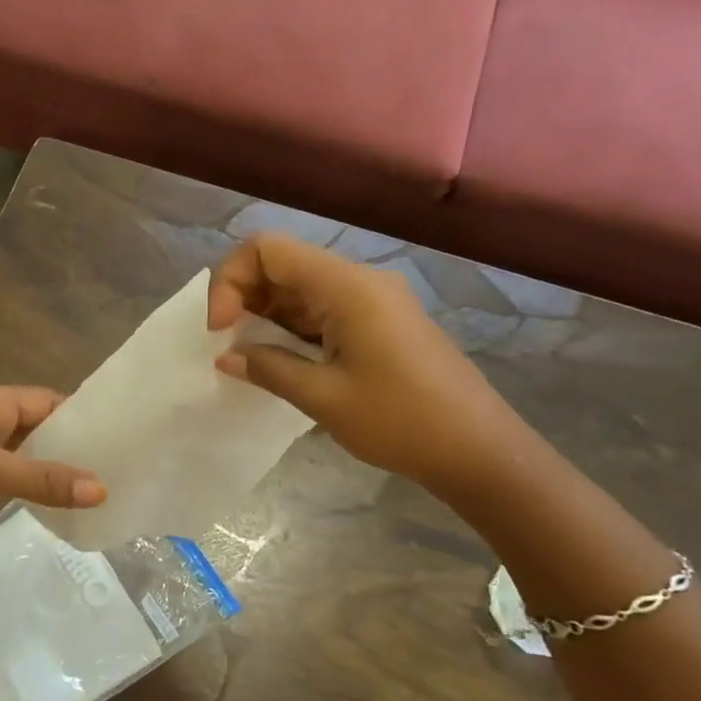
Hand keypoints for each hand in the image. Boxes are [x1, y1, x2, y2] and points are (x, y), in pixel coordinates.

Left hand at [0, 385, 106, 551]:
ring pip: (24, 453)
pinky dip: (30, 485)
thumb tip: (101, 490)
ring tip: (95, 487)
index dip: (81, 416)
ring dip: (52, 467)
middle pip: (38, 426)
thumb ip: (41, 479)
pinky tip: (55, 503)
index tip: (120, 436)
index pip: (48, 401)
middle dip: (71, 445)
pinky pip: (9, 475)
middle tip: (116, 467)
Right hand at [208, 233, 529, 493]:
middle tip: (227, 344)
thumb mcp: (324, 397)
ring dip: (265, 314)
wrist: (479, 451)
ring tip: (246, 355)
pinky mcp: (378, 322)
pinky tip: (277, 359)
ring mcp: (371, 301)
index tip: (220, 329)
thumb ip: (268, 368)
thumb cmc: (401, 421)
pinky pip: (321, 309)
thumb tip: (225, 357)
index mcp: (347, 286)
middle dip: (243, 297)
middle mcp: (358, 281)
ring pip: (299, 288)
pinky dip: (290, 328)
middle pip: (282, 264)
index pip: (268, 250)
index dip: (231, 279)